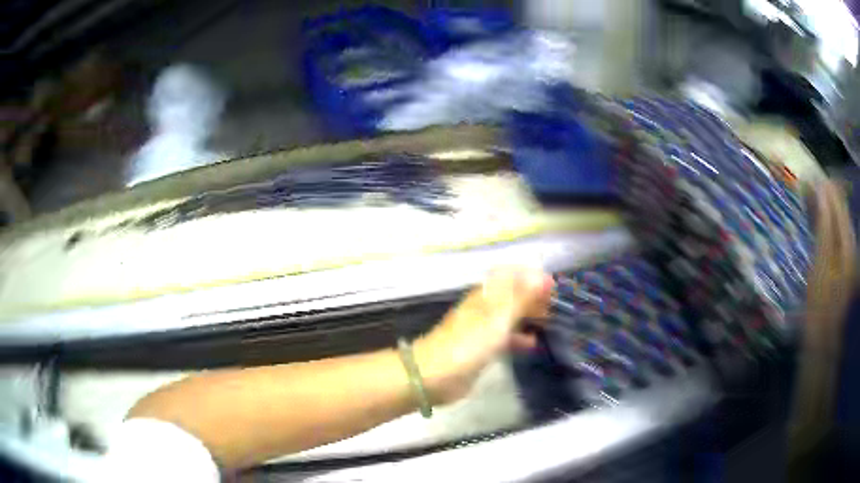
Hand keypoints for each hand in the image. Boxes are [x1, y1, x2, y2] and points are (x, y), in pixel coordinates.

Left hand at [414, 267, 553, 404]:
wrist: (435, 376)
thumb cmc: (468, 345)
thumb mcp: (498, 319)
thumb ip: (521, 298)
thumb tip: (542, 276)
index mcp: (485, 294)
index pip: (510, 275)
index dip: (531, 276)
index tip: (553, 286)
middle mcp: (484, 306)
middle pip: (511, 294)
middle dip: (533, 297)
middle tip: (555, 306)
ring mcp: (482, 328)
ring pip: (509, 315)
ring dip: (528, 316)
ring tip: (550, 322)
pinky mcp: (481, 348)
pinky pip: (505, 337)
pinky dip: (519, 337)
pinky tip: (533, 344)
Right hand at [806, 180, 856, 349]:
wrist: (824, 337)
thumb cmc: (821, 301)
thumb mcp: (821, 262)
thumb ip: (824, 223)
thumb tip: (821, 188)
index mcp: (848, 242)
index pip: (839, 201)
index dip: (826, 186)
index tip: (810, 176)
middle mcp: (852, 243)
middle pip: (841, 209)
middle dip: (826, 196)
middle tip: (808, 188)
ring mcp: (849, 254)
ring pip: (839, 220)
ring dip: (826, 209)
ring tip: (811, 200)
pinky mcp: (844, 262)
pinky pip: (838, 233)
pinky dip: (828, 224)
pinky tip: (819, 222)